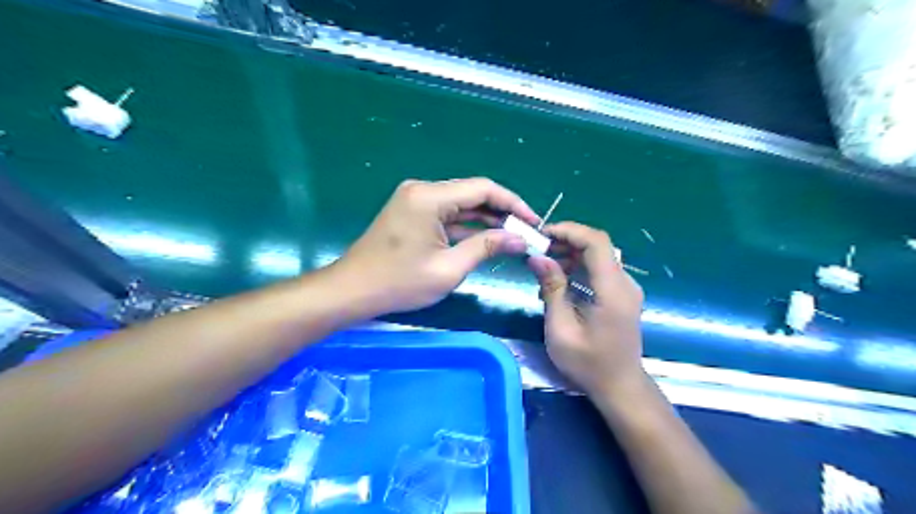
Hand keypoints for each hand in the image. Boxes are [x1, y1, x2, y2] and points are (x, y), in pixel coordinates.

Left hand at [335, 176, 537, 311]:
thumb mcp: (448, 268)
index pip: (483, 189)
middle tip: (526, 232)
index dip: (513, 203)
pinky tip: (487, 237)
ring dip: (486, 219)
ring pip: (461, 203)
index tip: (533, 222)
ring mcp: (415, 199)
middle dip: (502, 212)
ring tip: (513, 236)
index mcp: (429, 197)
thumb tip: (519, 239)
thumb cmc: (399, 283)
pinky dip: (466, 225)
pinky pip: (447, 213)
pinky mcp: (412, 211)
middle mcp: (422, 189)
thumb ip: (486, 247)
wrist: (353, 290)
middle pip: (472, 193)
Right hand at [526, 221, 646, 397]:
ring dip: (569, 254)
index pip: (596, 242)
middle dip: (565, 241)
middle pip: (597, 245)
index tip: (541, 235)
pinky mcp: (621, 294)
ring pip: (597, 255)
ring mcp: (626, 288)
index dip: (569, 230)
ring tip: (542, 267)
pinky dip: (577, 267)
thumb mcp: (561, 329)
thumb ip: (552, 289)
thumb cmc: (588, 363)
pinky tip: (558, 281)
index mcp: (613, 290)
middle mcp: (625, 282)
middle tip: (536, 251)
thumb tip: (537, 257)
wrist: (619, 386)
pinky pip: (599, 269)